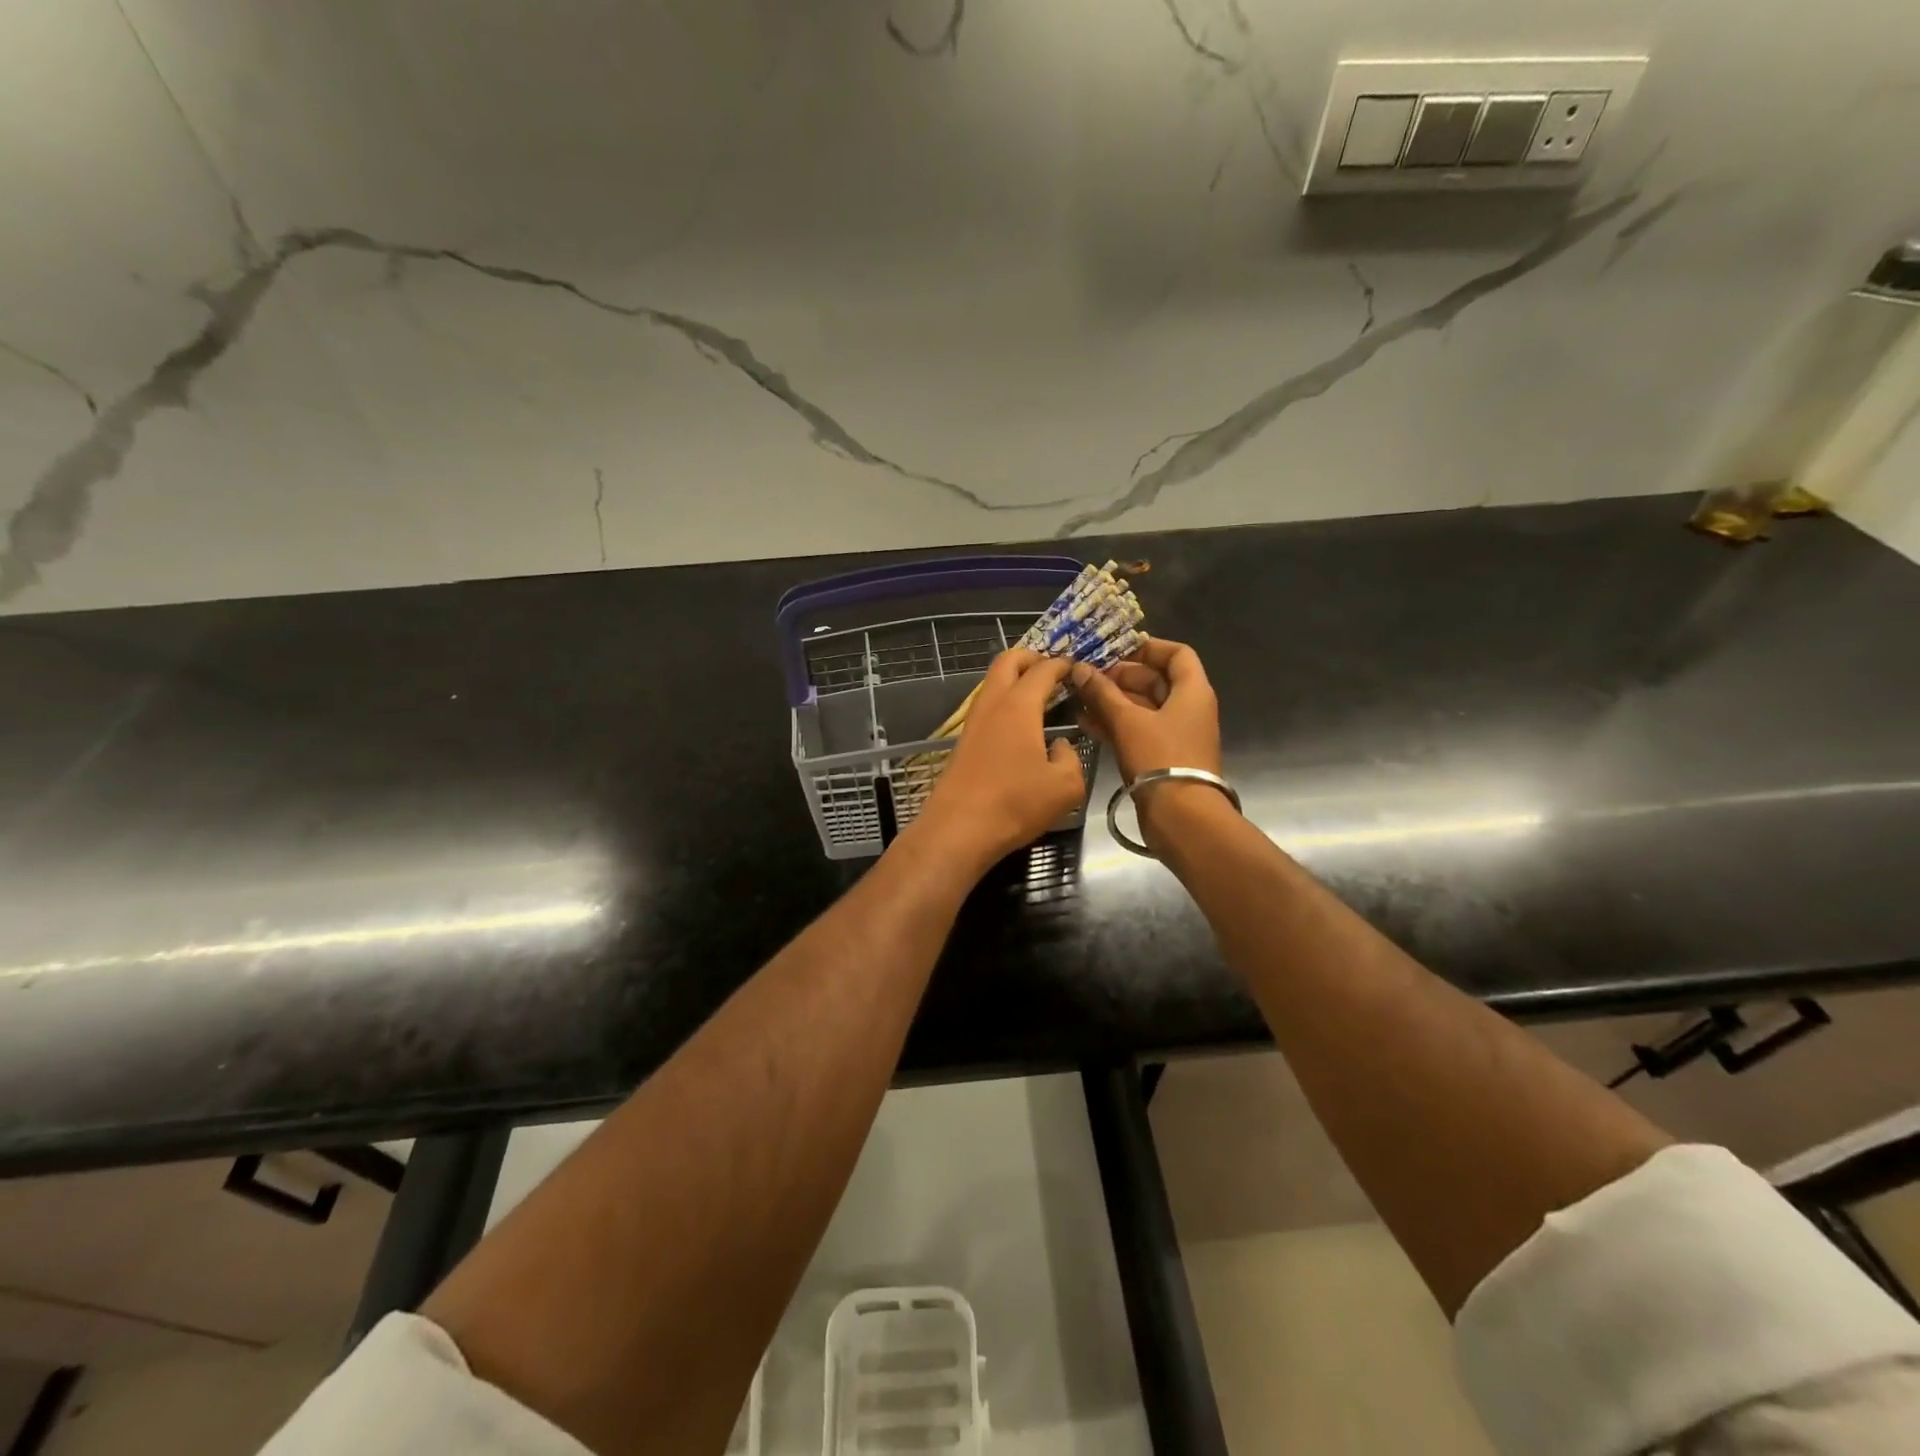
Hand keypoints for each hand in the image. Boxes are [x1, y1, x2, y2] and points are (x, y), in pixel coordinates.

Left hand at [911, 650, 1088, 875]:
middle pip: (1007, 661)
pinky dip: (1005, 704)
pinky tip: (1021, 728)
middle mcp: (993, 705)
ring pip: (992, 684)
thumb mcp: (1065, 786)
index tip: (1078, 668)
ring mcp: (973, 723)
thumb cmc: (1015, 803)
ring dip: (1015, 681)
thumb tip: (1061, 747)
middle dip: (1031, 658)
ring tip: (1040, 699)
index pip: (1043, 669)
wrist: (958, 830)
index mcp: (1019, 706)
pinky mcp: (963, 742)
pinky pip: (987, 708)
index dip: (1063, 665)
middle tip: (1053, 672)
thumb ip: (1072, 758)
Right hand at [1070, 637, 1220, 781]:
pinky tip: (1086, 723)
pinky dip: (1116, 724)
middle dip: (1120, 677)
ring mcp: (1176, 735)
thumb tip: (1080, 669)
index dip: (1148, 647)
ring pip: (1142, 708)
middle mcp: (1188, 709)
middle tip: (1088, 677)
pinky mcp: (1162, 757)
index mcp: (1192, 692)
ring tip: (1079, 698)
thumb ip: (1102, 693)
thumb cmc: (1160, 759)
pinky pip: (1137, 731)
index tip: (1116, 649)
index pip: (1177, 654)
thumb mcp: (1127, 721)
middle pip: (1155, 681)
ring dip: (1113, 702)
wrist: (1181, 817)